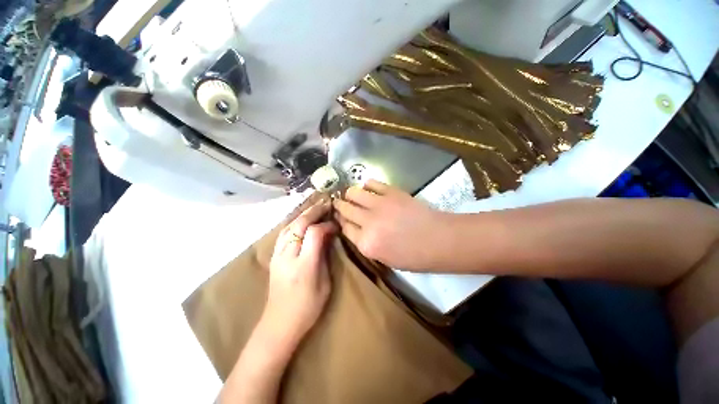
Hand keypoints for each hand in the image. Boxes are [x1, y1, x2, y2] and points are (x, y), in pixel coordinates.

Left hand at [263, 200, 336, 344]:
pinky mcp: (273, 256)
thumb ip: (325, 256)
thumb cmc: (307, 307)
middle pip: (299, 224)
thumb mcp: (325, 283)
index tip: (336, 225)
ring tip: (316, 207)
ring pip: (289, 225)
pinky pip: (284, 232)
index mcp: (304, 265)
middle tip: (326, 203)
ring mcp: (277, 255)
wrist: (279, 324)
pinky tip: (301, 219)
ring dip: (303, 214)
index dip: (326, 225)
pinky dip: (294, 221)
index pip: (314, 233)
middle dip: (314, 211)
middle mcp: (288, 256)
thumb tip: (328, 237)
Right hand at [333, 180, 451, 269]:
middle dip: (339, 205)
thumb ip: (366, 243)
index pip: (344, 228)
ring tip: (352, 195)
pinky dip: (368, 185)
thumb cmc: (414, 256)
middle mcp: (368, 223)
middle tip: (339, 203)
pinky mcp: (391, 192)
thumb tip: (356, 228)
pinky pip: (372, 183)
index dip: (340, 221)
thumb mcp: (385, 259)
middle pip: (345, 209)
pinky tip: (369, 188)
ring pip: (354, 193)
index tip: (340, 217)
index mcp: (366, 244)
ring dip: (350, 194)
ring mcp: (379, 205)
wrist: (439, 239)